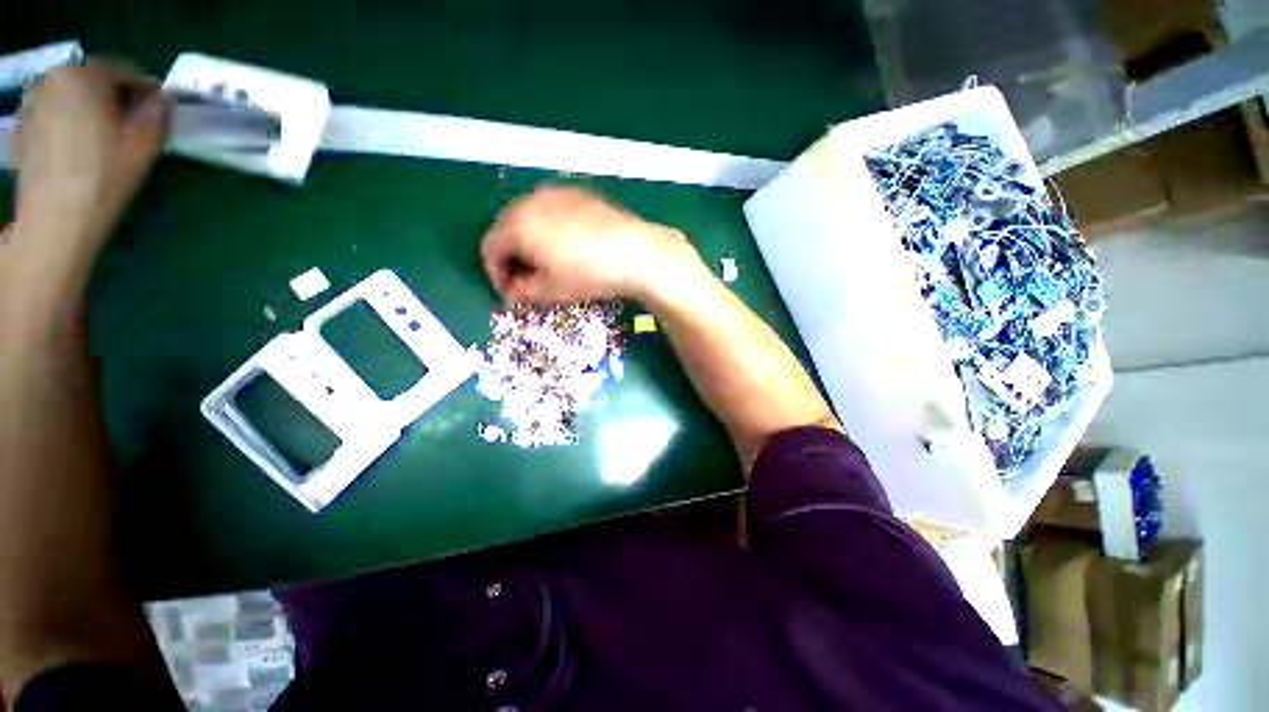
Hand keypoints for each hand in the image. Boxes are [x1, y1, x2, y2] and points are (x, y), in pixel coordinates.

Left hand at [12, 61, 167, 247]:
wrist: (55, 221)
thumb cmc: (103, 179)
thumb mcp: (144, 146)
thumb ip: (156, 114)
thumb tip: (163, 101)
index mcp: (83, 77)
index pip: (122, 70)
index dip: (144, 89)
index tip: (157, 110)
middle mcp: (52, 80)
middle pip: (92, 80)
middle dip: (113, 97)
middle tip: (131, 123)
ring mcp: (32, 105)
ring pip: (71, 97)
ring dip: (90, 109)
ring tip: (104, 137)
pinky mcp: (23, 129)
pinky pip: (53, 114)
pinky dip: (69, 123)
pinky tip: (79, 148)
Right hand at [480, 186, 694, 302]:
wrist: (634, 252)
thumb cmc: (587, 273)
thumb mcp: (549, 290)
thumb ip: (521, 290)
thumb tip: (512, 288)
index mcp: (516, 223)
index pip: (489, 248)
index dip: (496, 273)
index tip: (510, 291)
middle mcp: (530, 199)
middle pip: (506, 229)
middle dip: (512, 256)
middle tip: (527, 279)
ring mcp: (556, 192)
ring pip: (529, 217)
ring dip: (530, 241)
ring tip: (548, 264)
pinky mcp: (578, 193)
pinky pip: (551, 210)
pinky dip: (549, 228)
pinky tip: (567, 246)